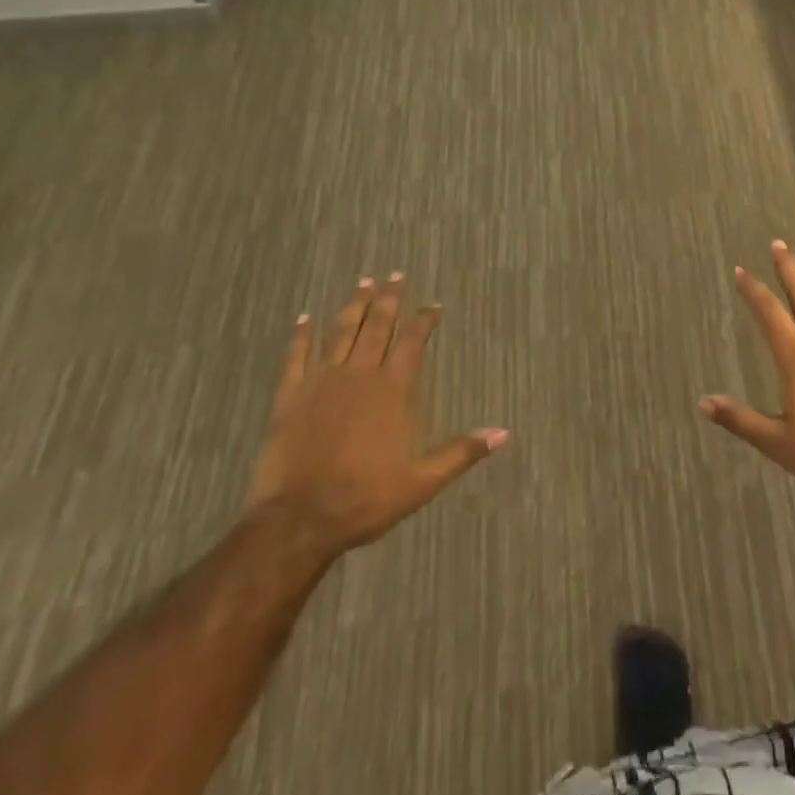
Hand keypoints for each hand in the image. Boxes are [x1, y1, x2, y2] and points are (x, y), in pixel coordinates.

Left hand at [247, 275, 506, 554]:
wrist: (299, 520)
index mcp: (392, 390)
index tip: (433, 305)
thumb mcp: (422, 482)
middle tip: (395, 274)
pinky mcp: (290, 396)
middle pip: (377, 326)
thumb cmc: (365, 499)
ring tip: (363, 282)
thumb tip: (504, 433)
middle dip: (389, 299)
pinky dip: (300, 336)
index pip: (412, 342)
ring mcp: (322, 382)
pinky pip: (296, 357)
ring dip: (354, 306)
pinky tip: (304, 318)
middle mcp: (360, 374)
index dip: (424, 321)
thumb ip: (461, 452)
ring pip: (341, 332)